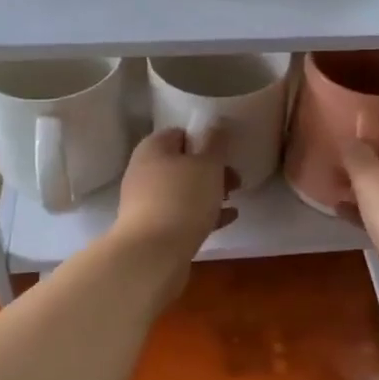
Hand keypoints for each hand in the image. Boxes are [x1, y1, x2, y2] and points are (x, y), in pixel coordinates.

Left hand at [109, 128, 237, 291]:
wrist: (152, 255)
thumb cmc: (183, 199)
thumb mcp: (208, 165)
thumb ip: (215, 143)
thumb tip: (215, 125)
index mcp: (153, 148)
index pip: (180, 133)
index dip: (206, 140)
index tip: (227, 154)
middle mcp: (143, 171)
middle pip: (182, 163)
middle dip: (211, 170)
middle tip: (235, 180)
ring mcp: (145, 202)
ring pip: (182, 190)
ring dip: (208, 193)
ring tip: (233, 200)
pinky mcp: (151, 229)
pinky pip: (181, 215)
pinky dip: (203, 214)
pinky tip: (228, 219)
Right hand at [338, 135, 378, 303]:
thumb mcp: (371, 181)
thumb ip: (357, 155)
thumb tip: (351, 133)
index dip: (367, 144)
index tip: (341, 153)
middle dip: (364, 173)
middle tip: (334, 176)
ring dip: (366, 196)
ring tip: (335, 197)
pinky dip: (373, 217)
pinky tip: (347, 219)